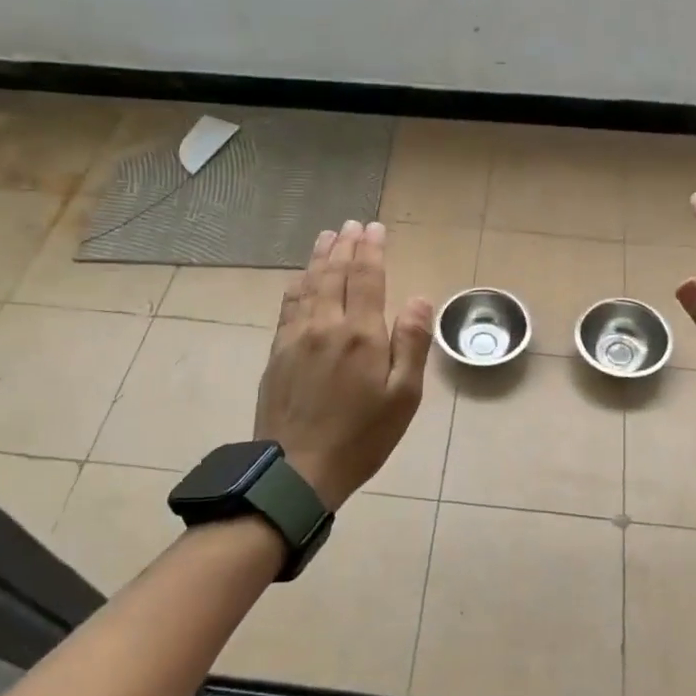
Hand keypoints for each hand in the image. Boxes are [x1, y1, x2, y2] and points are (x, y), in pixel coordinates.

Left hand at [254, 219, 434, 509]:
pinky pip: (288, 305)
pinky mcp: (277, 352)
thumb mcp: (403, 397)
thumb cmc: (361, 437)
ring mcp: (296, 337)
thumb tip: (418, 298)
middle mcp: (326, 325)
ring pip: (308, 284)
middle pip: (334, 273)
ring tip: (328, 236)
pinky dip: (298, 283)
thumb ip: (411, 344)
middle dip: (346, 245)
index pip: (366, 277)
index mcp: (361, 334)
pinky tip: (301, 277)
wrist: (297, 470)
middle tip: (352, 224)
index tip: (375, 228)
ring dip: (320, 257)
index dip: (371, 249)